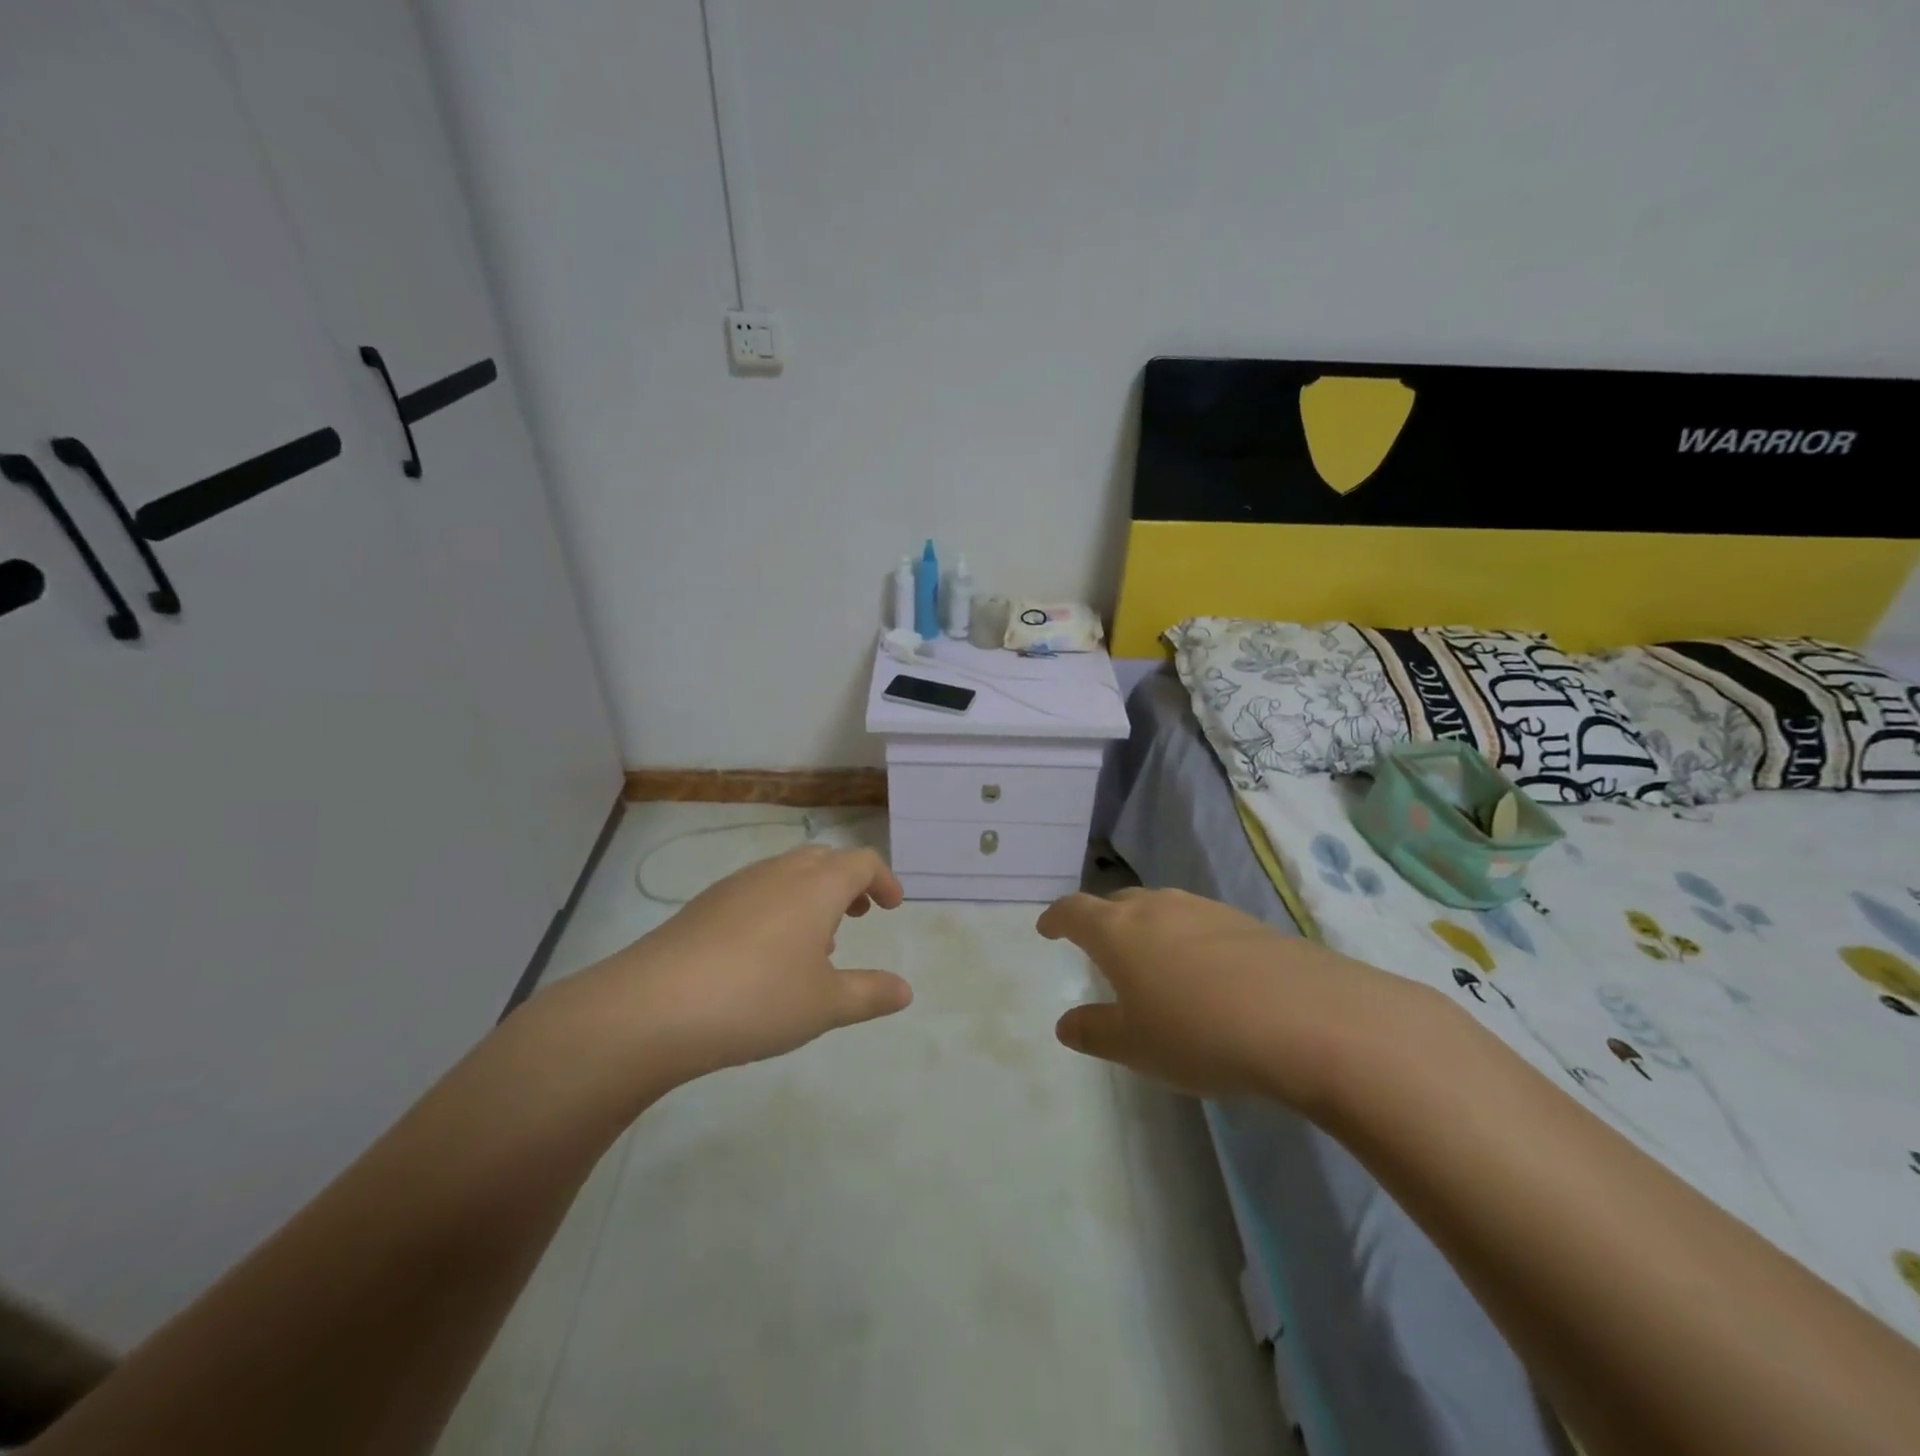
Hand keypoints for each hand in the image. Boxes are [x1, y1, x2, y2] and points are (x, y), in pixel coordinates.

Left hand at [554, 845, 912, 1092]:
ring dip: (811, 895)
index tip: (892, 907)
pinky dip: (777, 907)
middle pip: (823, 858)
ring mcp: (736, 886)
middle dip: (847, 882)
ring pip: (786, 873)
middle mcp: (778, 873)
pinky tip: (766, 955)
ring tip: (815, 942)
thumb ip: (870, 993)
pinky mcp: (704, 905)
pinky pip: (756, 891)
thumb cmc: (757, 999)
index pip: (861, 862)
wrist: (653, 1007)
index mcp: (816, 886)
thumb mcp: (825, 1005)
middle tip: (858, 915)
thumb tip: (905, 990)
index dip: (883, 879)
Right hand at [1039, 887, 1423, 1108]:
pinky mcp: (1245, 922)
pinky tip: (1205, 972)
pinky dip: (1186, 938)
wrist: (1307, 1019)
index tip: (1047, 929)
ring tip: (1151, 958)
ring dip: (1146, 926)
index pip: (1073, 910)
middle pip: (1117, 902)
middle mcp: (1156, 907)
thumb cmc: (1199, 1033)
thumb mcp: (1136, 1046)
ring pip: (1161, 907)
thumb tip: (1065, 1023)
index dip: (1056, 918)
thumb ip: (1095, 1031)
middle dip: (1101, 920)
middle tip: (1099, 946)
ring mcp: (1204, 909)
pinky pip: (1198, 921)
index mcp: (1117, 931)